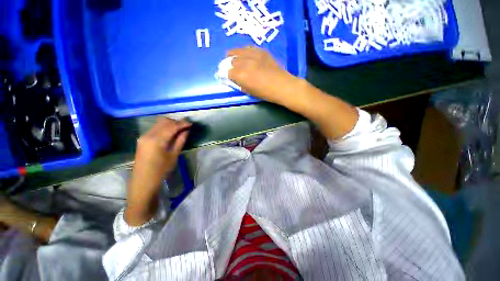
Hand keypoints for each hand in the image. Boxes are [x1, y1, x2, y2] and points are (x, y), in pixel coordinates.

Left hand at [125, 118, 190, 225]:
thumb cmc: (161, 171)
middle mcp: (148, 135)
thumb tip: (186, 130)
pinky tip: (171, 134)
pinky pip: (155, 129)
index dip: (182, 124)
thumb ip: (180, 141)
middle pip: (164, 121)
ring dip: (170, 124)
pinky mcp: (142, 140)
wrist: (143, 183)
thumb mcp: (173, 155)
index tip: (191, 124)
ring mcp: (143, 137)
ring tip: (180, 130)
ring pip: (159, 124)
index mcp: (156, 140)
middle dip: (176, 122)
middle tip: (186, 127)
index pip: (171, 126)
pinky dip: (164, 128)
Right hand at [228, 46, 298, 103]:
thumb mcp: (249, 91)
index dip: (227, 75)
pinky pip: (247, 47)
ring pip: (237, 50)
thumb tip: (233, 79)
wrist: (281, 85)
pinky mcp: (260, 50)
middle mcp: (244, 62)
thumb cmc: (265, 93)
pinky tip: (246, 56)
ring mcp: (253, 54)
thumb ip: (239, 84)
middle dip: (230, 65)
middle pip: (231, 59)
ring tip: (236, 60)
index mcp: (241, 75)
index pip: (227, 72)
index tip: (228, 76)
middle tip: (233, 69)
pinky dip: (244, 52)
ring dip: (234, 55)